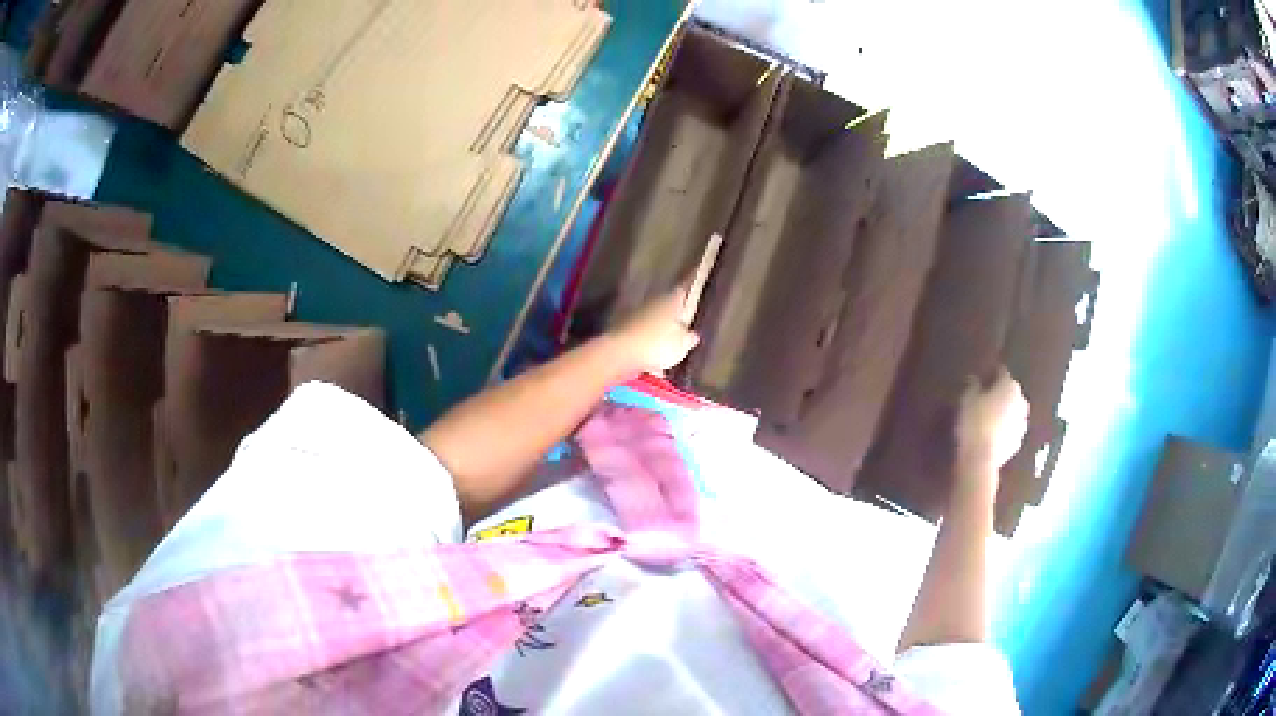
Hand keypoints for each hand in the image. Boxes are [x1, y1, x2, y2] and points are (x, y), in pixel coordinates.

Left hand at [611, 288, 700, 373]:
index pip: (680, 293)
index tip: (690, 298)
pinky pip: (641, 341)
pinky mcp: (623, 334)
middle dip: (672, 321)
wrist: (621, 353)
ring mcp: (635, 318)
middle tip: (682, 334)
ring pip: (652, 326)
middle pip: (665, 310)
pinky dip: (647, 351)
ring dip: (659, 338)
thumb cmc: (658, 344)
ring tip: (668, 356)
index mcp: (669, 302)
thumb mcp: (683, 345)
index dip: (686, 296)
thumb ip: (689, 339)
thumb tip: (692, 335)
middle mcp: (651, 305)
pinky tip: (653, 368)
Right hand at [955, 368, 1028, 471]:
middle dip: (1000, 393)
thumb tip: (976, 378)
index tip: (982, 377)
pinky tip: (993, 434)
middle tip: (985, 398)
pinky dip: (1004, 429)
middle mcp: (1020, 401)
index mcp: (1009, 386)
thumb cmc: (974, 422)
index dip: (991, 373)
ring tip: (989, 418)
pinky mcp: (1018, 441)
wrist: (981, 458)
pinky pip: (1011, 429)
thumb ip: (973, 385)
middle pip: (1010, 392)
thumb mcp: (968, 399)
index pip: (1001, 372)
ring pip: (1013, 411)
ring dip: (1004, 412)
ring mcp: (1022, 423)